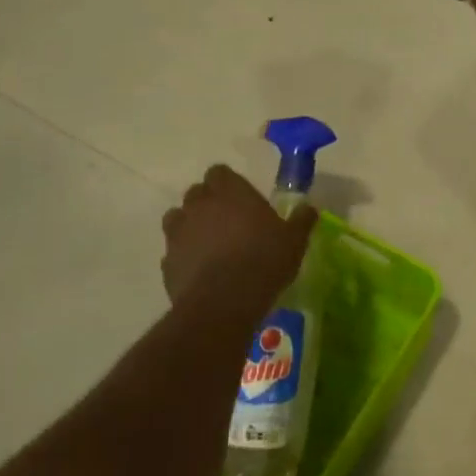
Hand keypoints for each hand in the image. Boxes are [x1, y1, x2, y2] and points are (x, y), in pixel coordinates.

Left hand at [160, 165, 315, 308]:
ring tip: (209, 245)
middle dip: (208, 203)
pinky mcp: (166, 262)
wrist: (224, 303)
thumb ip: (301, 221)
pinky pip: (173, 252)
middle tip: (228, 222)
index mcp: (230, 191)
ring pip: (177, 219)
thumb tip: (309, 208)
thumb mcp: (294, 240)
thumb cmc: (264, 260)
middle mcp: (200, 205)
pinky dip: (183, 257)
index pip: (219, 172)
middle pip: (197, 193)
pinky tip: (200, 272)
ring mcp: (178, 233)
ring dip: (190, 226)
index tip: (241, 198)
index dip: (228, 183)